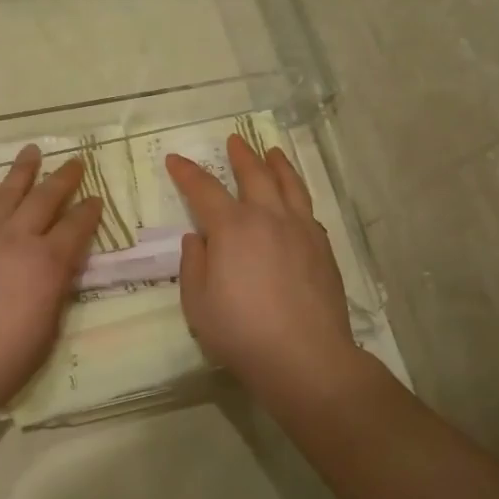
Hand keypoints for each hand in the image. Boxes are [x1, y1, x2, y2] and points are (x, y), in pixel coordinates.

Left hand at [0, 145, 102, 416]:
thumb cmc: (2, 361)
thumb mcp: (47, 329)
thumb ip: (55, 289)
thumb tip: (59, 267)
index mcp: (48, 263)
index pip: (76, 227)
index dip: (89, 212)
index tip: (96, 199)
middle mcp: (17, 238)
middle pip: (45, 198)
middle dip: (64, 178)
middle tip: (75, 161)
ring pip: (6, 192)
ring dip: (22, 170)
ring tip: (31, 151)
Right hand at [165, 136, 357, 396]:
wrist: (305, 357)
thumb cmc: (240, 331)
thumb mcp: (197, 302)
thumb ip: (194, 264)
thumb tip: (198, 239)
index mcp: (232, 228)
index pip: (204, 189)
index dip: (187, 173)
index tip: (175, 159)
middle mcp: (268, 218)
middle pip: (254, 175)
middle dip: (241, 156)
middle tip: (234, 140)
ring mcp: (301, 231)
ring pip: (290, 186)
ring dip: (278, 165)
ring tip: (273, 151)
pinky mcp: (323, 249)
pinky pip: (308, 211)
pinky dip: (298, 197)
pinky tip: (296, 202)